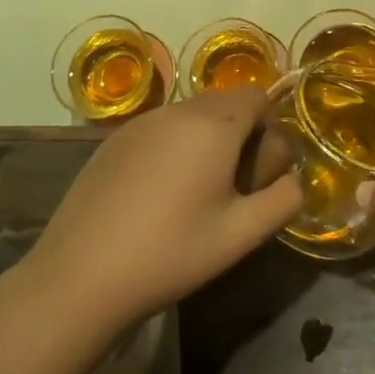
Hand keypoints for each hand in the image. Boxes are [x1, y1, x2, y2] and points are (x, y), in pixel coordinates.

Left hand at [20, 88, 300, 330]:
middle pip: (225, 103)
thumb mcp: (241, 235)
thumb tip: (294, 179)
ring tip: (193, 192)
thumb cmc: (171, 254)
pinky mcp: (114, 138)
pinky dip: (172, 146)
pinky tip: (156, 194)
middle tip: (230, 185)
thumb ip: (283, 200)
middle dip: (239, 133)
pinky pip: (160, 127)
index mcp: (214, 125)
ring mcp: (142, 121)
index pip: (258, 97)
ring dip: (205, 138)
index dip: (268, 130)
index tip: (257, 173)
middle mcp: (178, 110)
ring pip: (191, 114)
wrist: (80, 277)